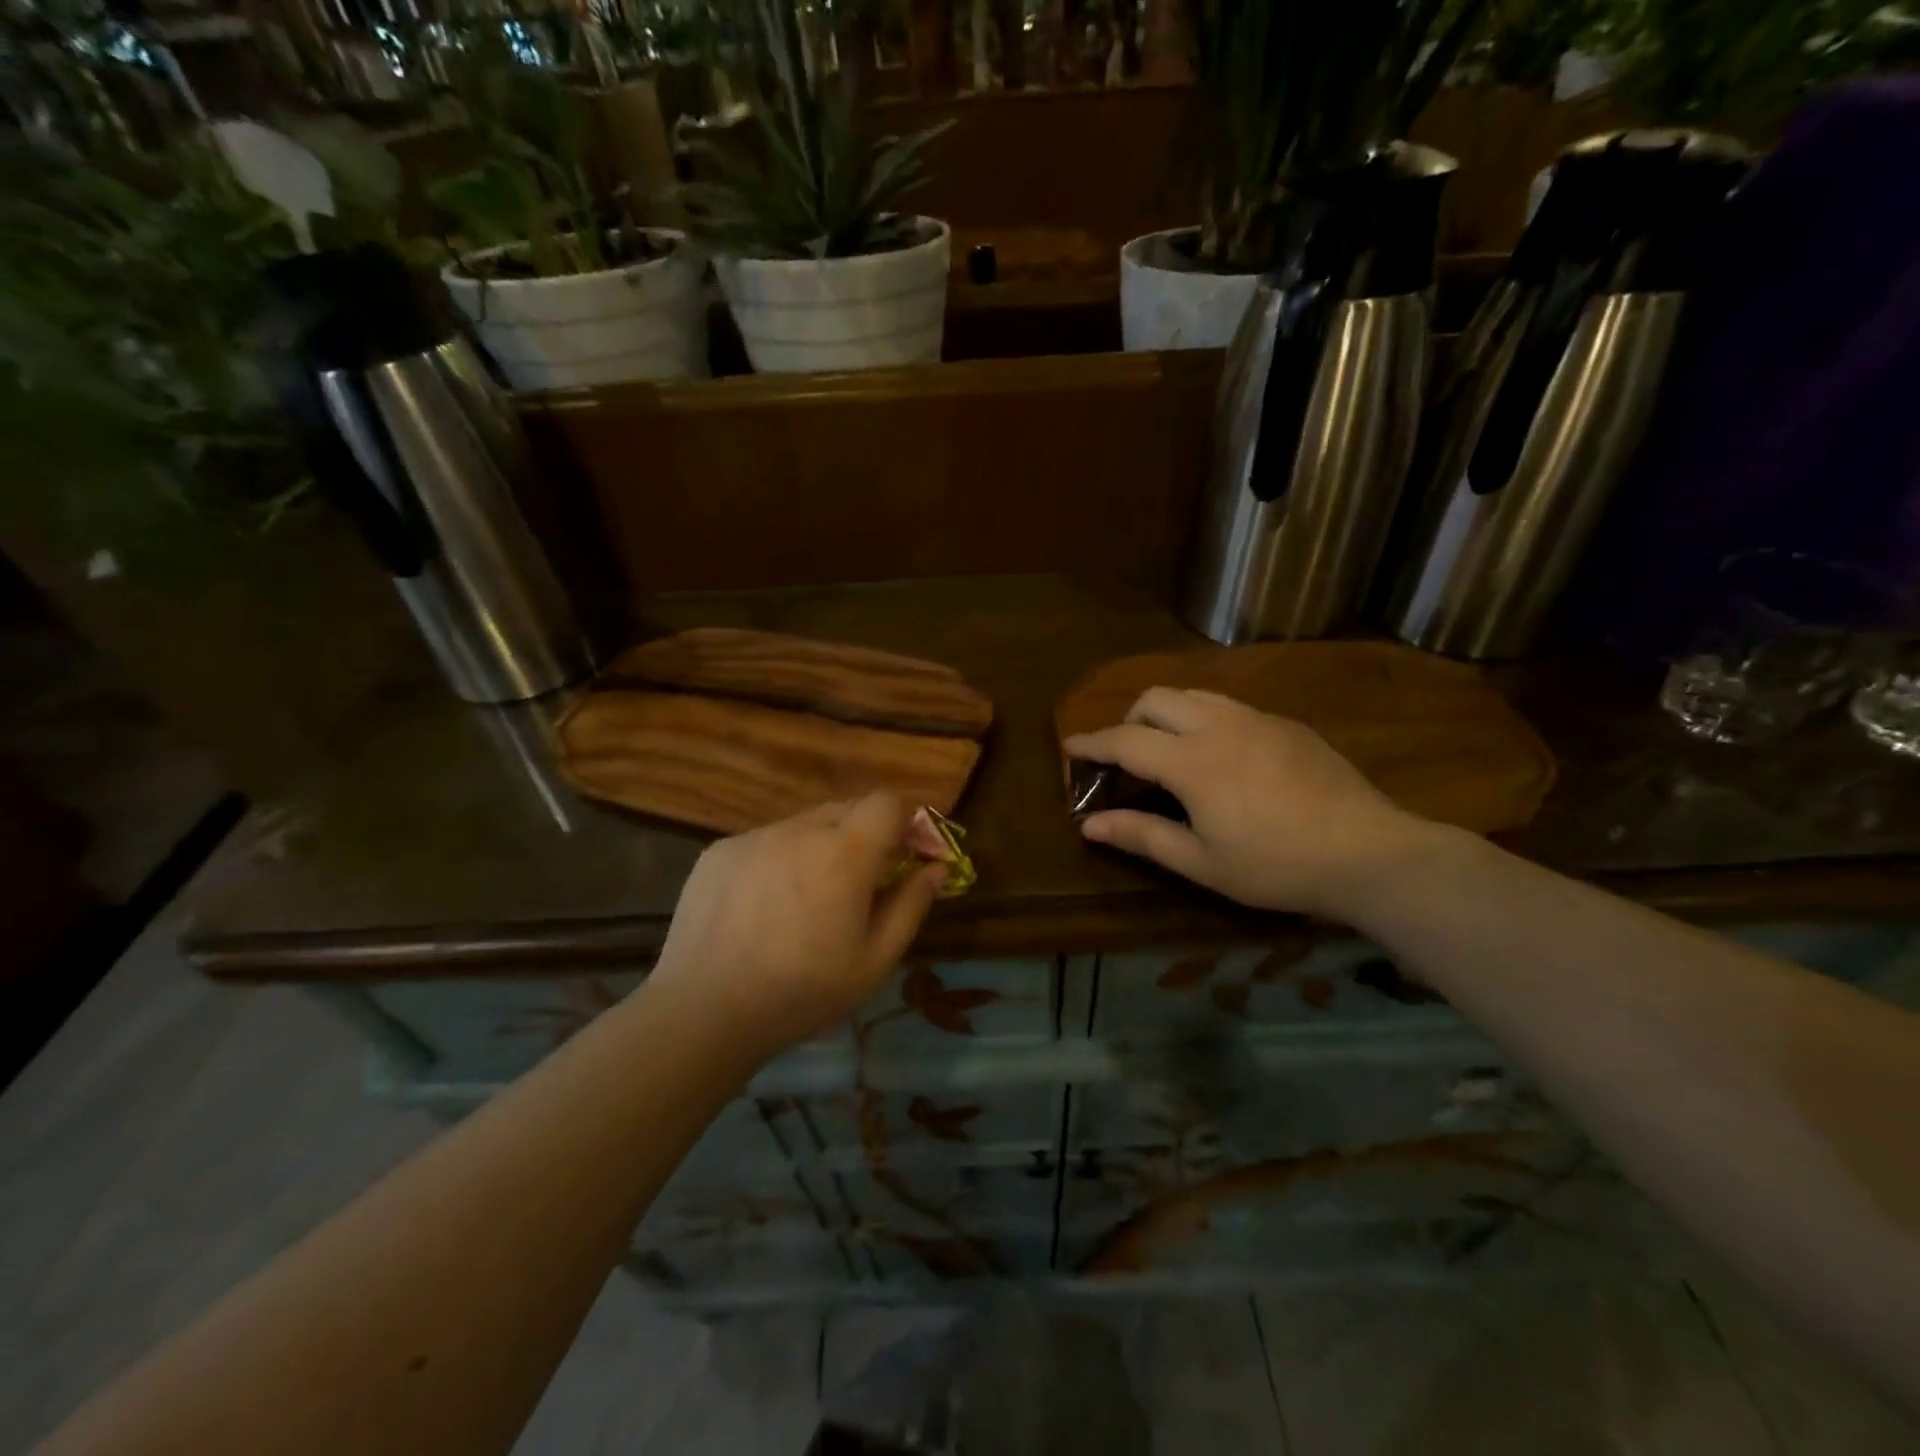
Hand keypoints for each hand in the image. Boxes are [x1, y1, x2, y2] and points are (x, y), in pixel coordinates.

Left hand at [644, 793, 947, 1059]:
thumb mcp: (874, 961)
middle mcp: (799, 830)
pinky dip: (778, 860)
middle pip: (847, 809)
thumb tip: (937, 868)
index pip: (887, 801)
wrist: (704, 1011)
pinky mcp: (719, 851)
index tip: (904, 857)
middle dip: (864, 836)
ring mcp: (754, 837)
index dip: (903, 822)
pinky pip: (765, 841)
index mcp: (844, 853)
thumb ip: (912, 905)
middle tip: (858, 884)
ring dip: (819, 848)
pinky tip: (763, 907)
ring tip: (805, 900)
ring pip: (804, 825)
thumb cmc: (802, 992)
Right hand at [1064, 688, 1433, 920]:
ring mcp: (1257, 719)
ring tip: (1171, 752)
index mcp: (1192, 762)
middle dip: (1129, 719)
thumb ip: (1142, 836)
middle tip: (1127, 757)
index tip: (1070, 746)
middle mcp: (1219, 725)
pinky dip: (1205, 719)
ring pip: (1194, 693)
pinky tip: (1222, 758)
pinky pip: (1230, 705)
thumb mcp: (1202, 863)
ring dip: (1167, 714)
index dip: (1092, 743)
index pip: (1125, 740)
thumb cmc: (1277, 866)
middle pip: (1155, 699)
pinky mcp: (1287, 724)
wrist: (1370, 853)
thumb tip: (1089, 825)